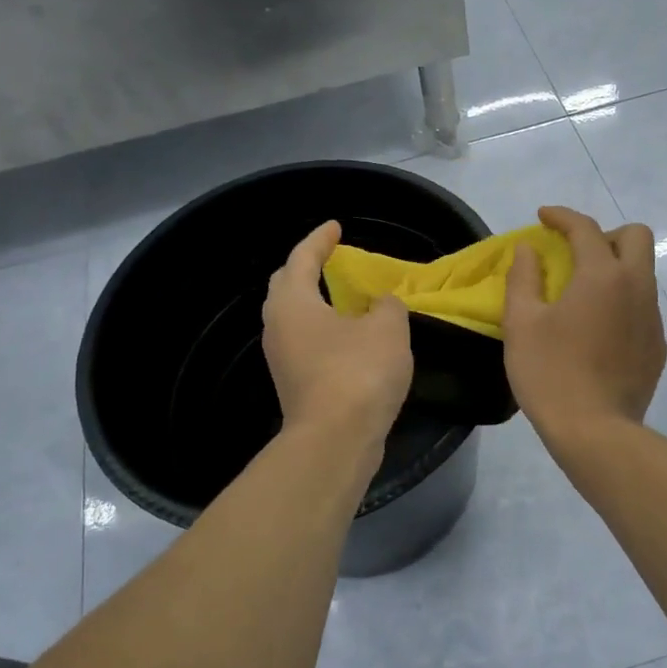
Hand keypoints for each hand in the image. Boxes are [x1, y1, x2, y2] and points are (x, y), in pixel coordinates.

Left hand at [263, 221, 412, 442]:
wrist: (336, 440)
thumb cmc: (358, 372)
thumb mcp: (388, 327)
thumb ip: (387, 305)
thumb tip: (381, 304)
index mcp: (294, 302)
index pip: (302, 258)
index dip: (320, 239)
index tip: (336, 227)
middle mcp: (278, 326)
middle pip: (286, 286)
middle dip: (306, 267)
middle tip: (329, 258)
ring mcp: (282, 359)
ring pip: (293, 317)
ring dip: (314, 301)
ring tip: (342, 295)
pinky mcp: (294, 384)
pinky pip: (305, 342)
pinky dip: (323, 329)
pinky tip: (348, 335)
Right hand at [504, 205, 666, 439]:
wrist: (595, 432)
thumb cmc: (550, 373)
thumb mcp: (522, 323)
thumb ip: (524, 277)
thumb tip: (530, 250)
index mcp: (602, 276)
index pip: (586, 228)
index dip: (562, 216)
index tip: (543, 218)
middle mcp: (637, 288)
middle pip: (636, 237)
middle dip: (605, 234)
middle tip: (575, 254)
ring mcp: (653, 318)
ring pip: (643, 272)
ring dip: (615, 268)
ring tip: (582, 295)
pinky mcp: (657, 347)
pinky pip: (643, 306)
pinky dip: (622, 301)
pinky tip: (598, 330)